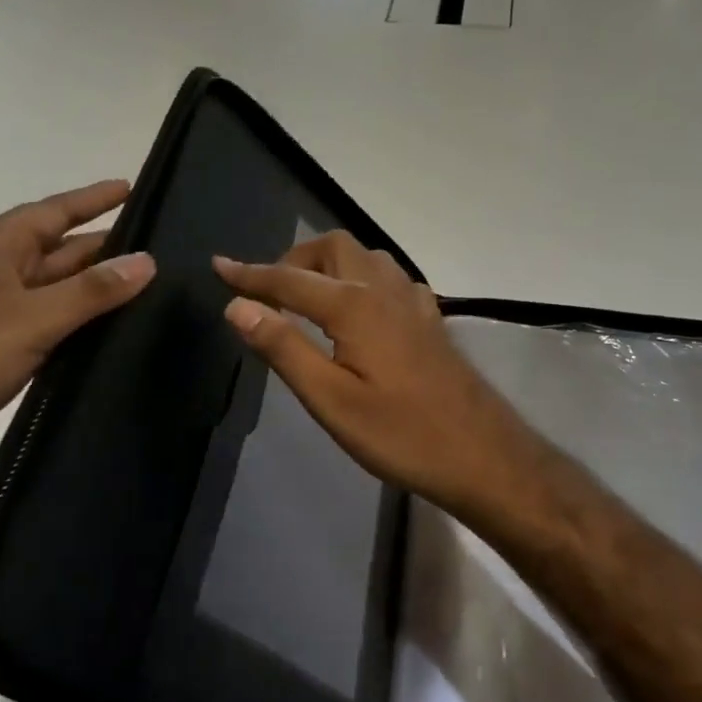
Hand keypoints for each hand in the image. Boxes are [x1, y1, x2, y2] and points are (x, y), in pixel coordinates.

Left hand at [0, 180, 154, 479]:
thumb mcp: (32, 318)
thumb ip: (92, 291)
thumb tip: (147, 261)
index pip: (53, 211)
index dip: (92, 199)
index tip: (131, 187)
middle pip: (54, 250)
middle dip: (100, 247)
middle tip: (153, 249)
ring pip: (49, 290)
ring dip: (88, 289)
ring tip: (140, 288)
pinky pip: (40, 324)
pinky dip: (71, 324)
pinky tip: (101, 333)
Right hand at [213, 232, 537, 518]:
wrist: (482, 454)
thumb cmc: (401, 434)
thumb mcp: (331, 400)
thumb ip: (284, 348)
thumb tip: (238, 306)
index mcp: (354, 307)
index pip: (289, 280)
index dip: (250, 274)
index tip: (218, 265)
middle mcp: (384, 290)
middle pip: (333, 248)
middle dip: (295, 259)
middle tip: (271, 293)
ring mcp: (414, 301)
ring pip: (366, 257)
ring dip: (331, 264)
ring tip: (309, 298)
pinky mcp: (431, 318)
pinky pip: (391, 278)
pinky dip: (363, 279)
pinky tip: (361, 311)